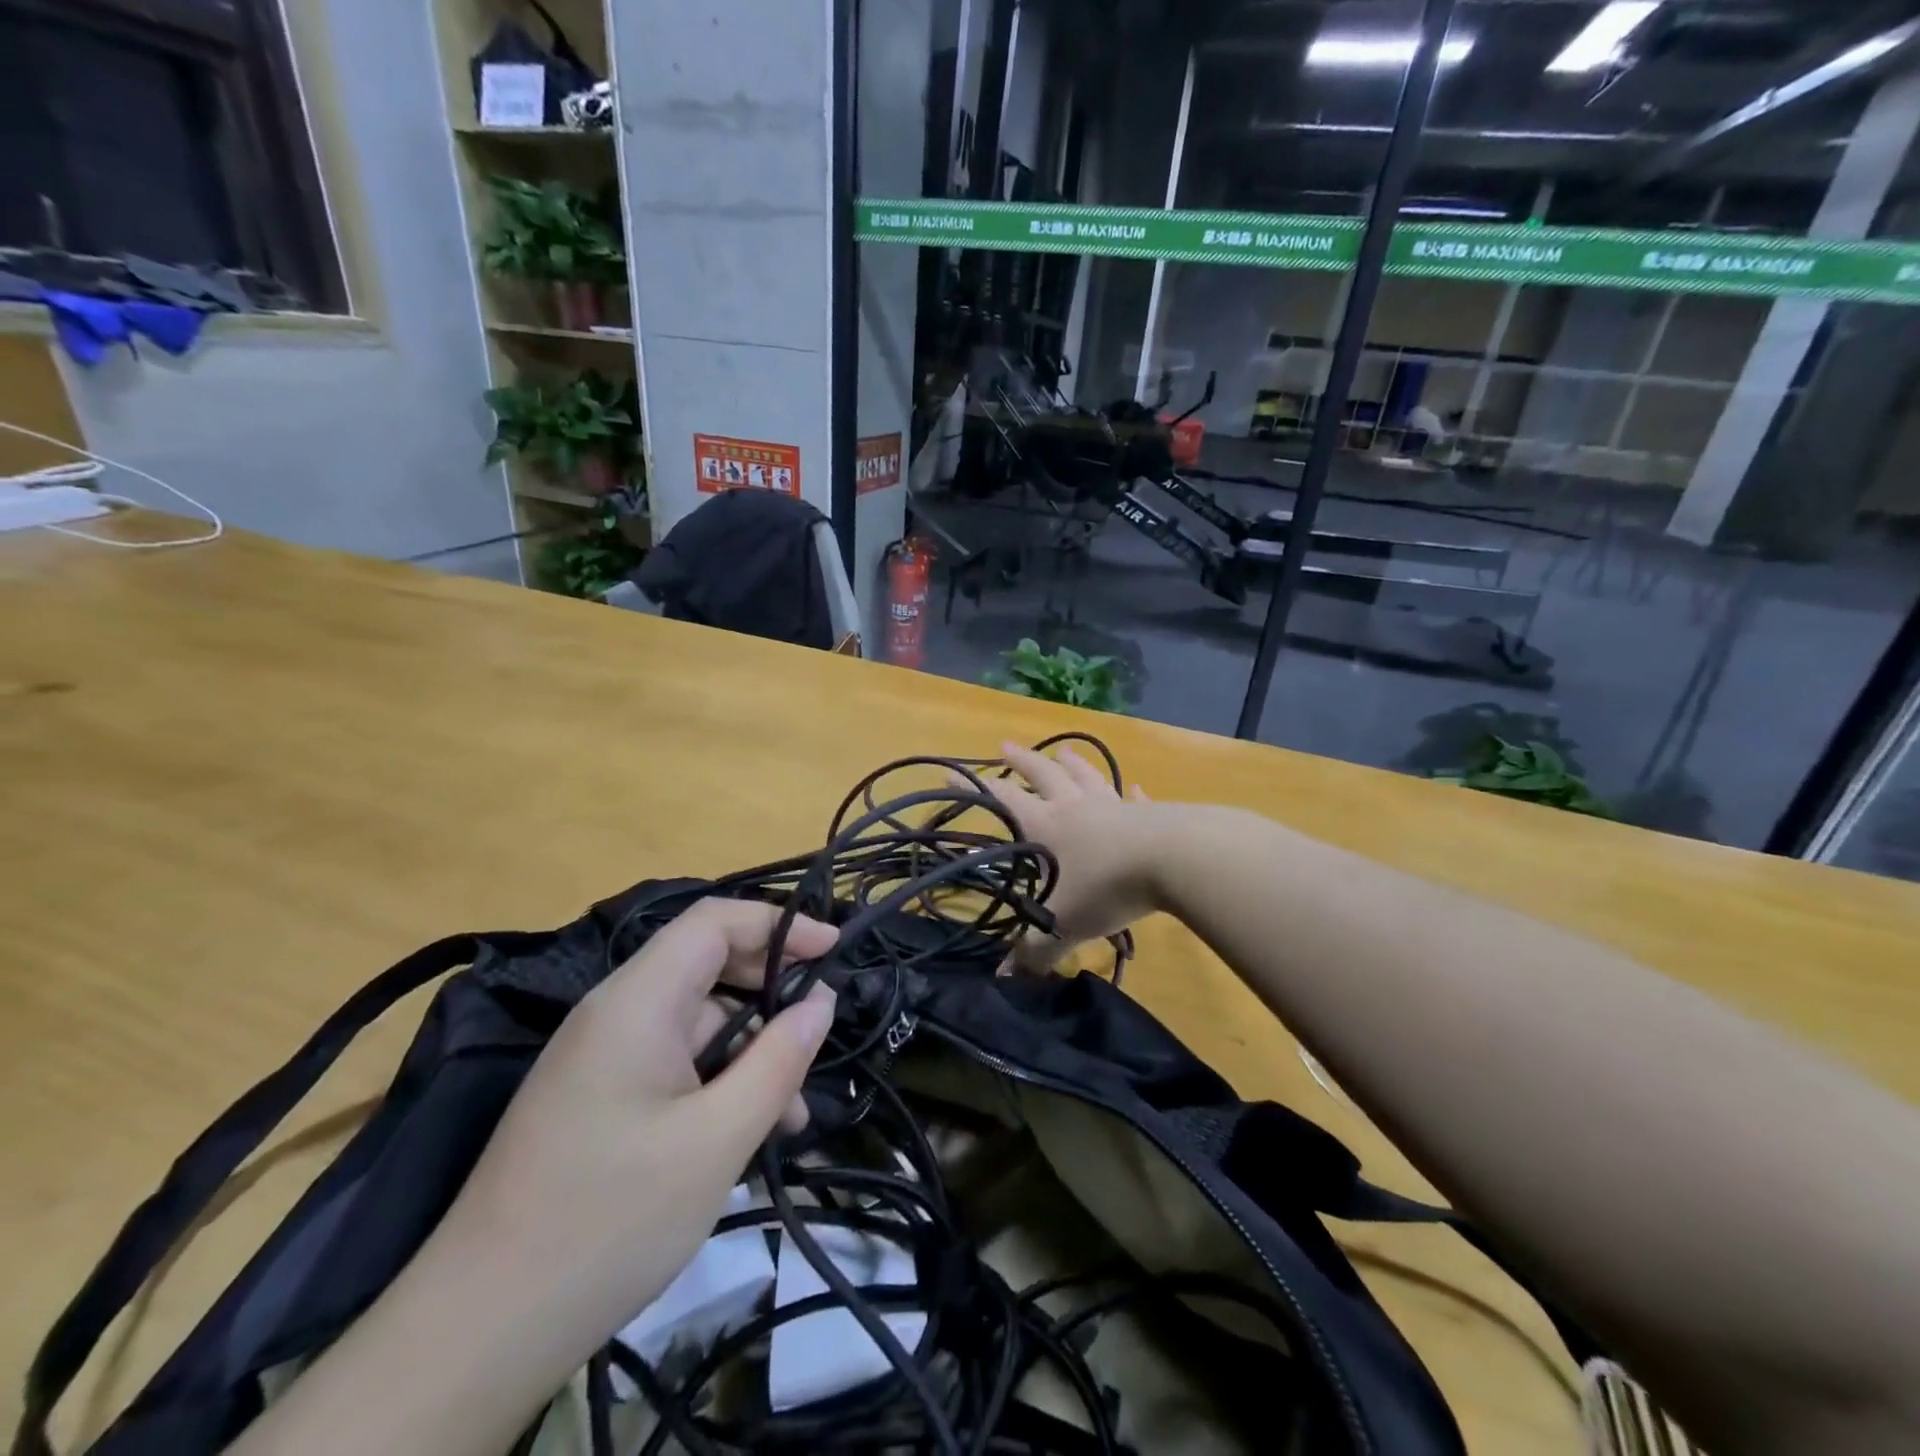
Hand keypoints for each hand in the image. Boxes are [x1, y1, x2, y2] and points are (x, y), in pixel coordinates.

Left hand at [440, 898, 837, 1333]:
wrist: (479, 1332)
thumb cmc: (611, 1220)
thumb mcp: (717, 1140)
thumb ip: (778, 1060)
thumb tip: (822, 1002)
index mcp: (636, 1001)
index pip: (714, 921)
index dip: (778, 923)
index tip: (834, 949)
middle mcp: (616, 1013)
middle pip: (707, 966)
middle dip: (770, 990)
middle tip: (821, 1028)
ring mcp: (603, 1057)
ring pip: (697, 1023)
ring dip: (750, 1052)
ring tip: (793, 1112)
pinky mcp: (599, 1097)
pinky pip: (674, 1064)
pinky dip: (718, 1082)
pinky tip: (749, 1134)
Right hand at [985, 741, 1164, 969]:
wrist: (1174, 859)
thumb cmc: (1106, 886)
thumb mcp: (1063, 924)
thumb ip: (1035, 951)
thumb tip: (1007, 980)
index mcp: (1047, 826)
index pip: (1003, 800)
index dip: (975, 788)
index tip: (952, 772)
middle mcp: (1075, 807)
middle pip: (1043, 775)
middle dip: (1022, 761)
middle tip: (1005, 746)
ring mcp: (1113, 805)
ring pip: (1086, 777)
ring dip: (1071, 763)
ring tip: (1061, 751)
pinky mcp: (1149, 812)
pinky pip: (1134, 799)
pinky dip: (1130, 792)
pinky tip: (1133, 787)